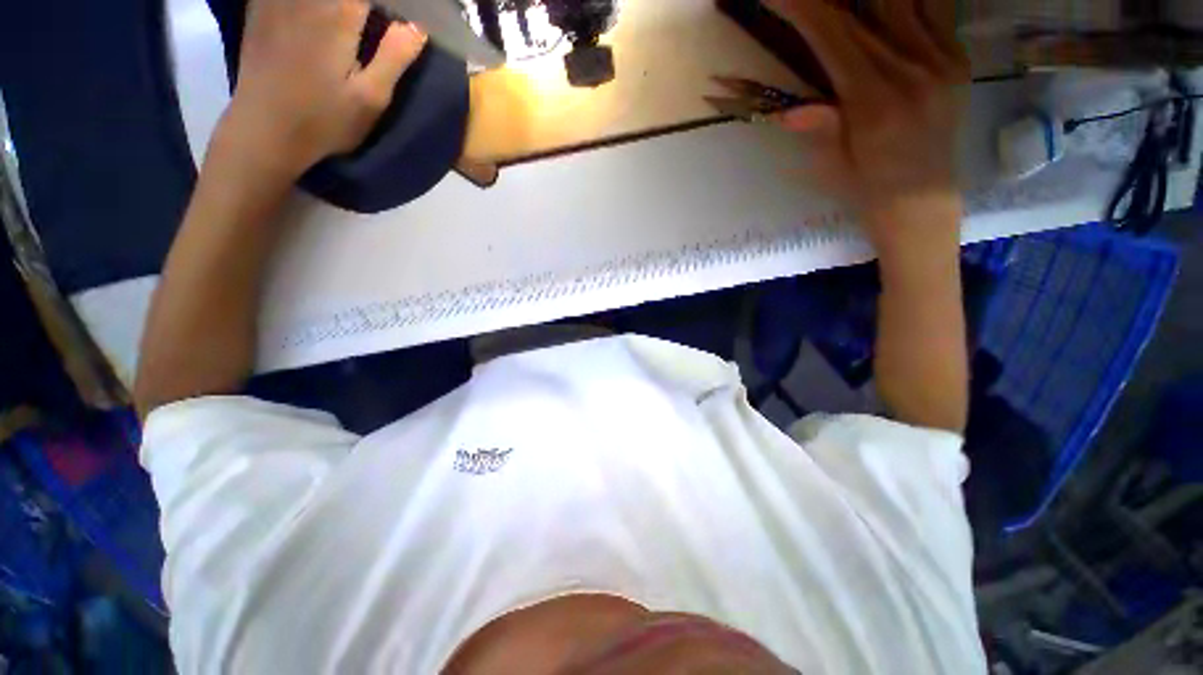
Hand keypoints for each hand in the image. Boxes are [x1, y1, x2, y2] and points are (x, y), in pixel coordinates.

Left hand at [216, 0, 427, 178]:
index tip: (399, 15)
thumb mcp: (370, 98)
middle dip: (369, 4)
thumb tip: (417, 26)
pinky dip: (309, 4)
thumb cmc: (324, 120)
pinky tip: (320, 16)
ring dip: (342, 5)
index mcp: (338, 13)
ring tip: (355, 21)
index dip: (391, 2)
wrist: (264, 131)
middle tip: (381, 18)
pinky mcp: (261, 7)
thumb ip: (394, 57)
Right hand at [767, 0, 968, 251]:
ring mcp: (940, 59)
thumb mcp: (833, 167)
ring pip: (903, 0)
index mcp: (874, 103)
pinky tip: (885, 9)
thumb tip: (790, 112)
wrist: (922, 201)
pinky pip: (935, 7)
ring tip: (850, 5)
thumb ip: (821, 129)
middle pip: (865, 8)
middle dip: (827, 0)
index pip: (833, 37)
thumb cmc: (867, 190)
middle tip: (807, 1)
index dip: (803, 8)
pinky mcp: (956, 57)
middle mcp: (911, 71)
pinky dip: (907, 1)